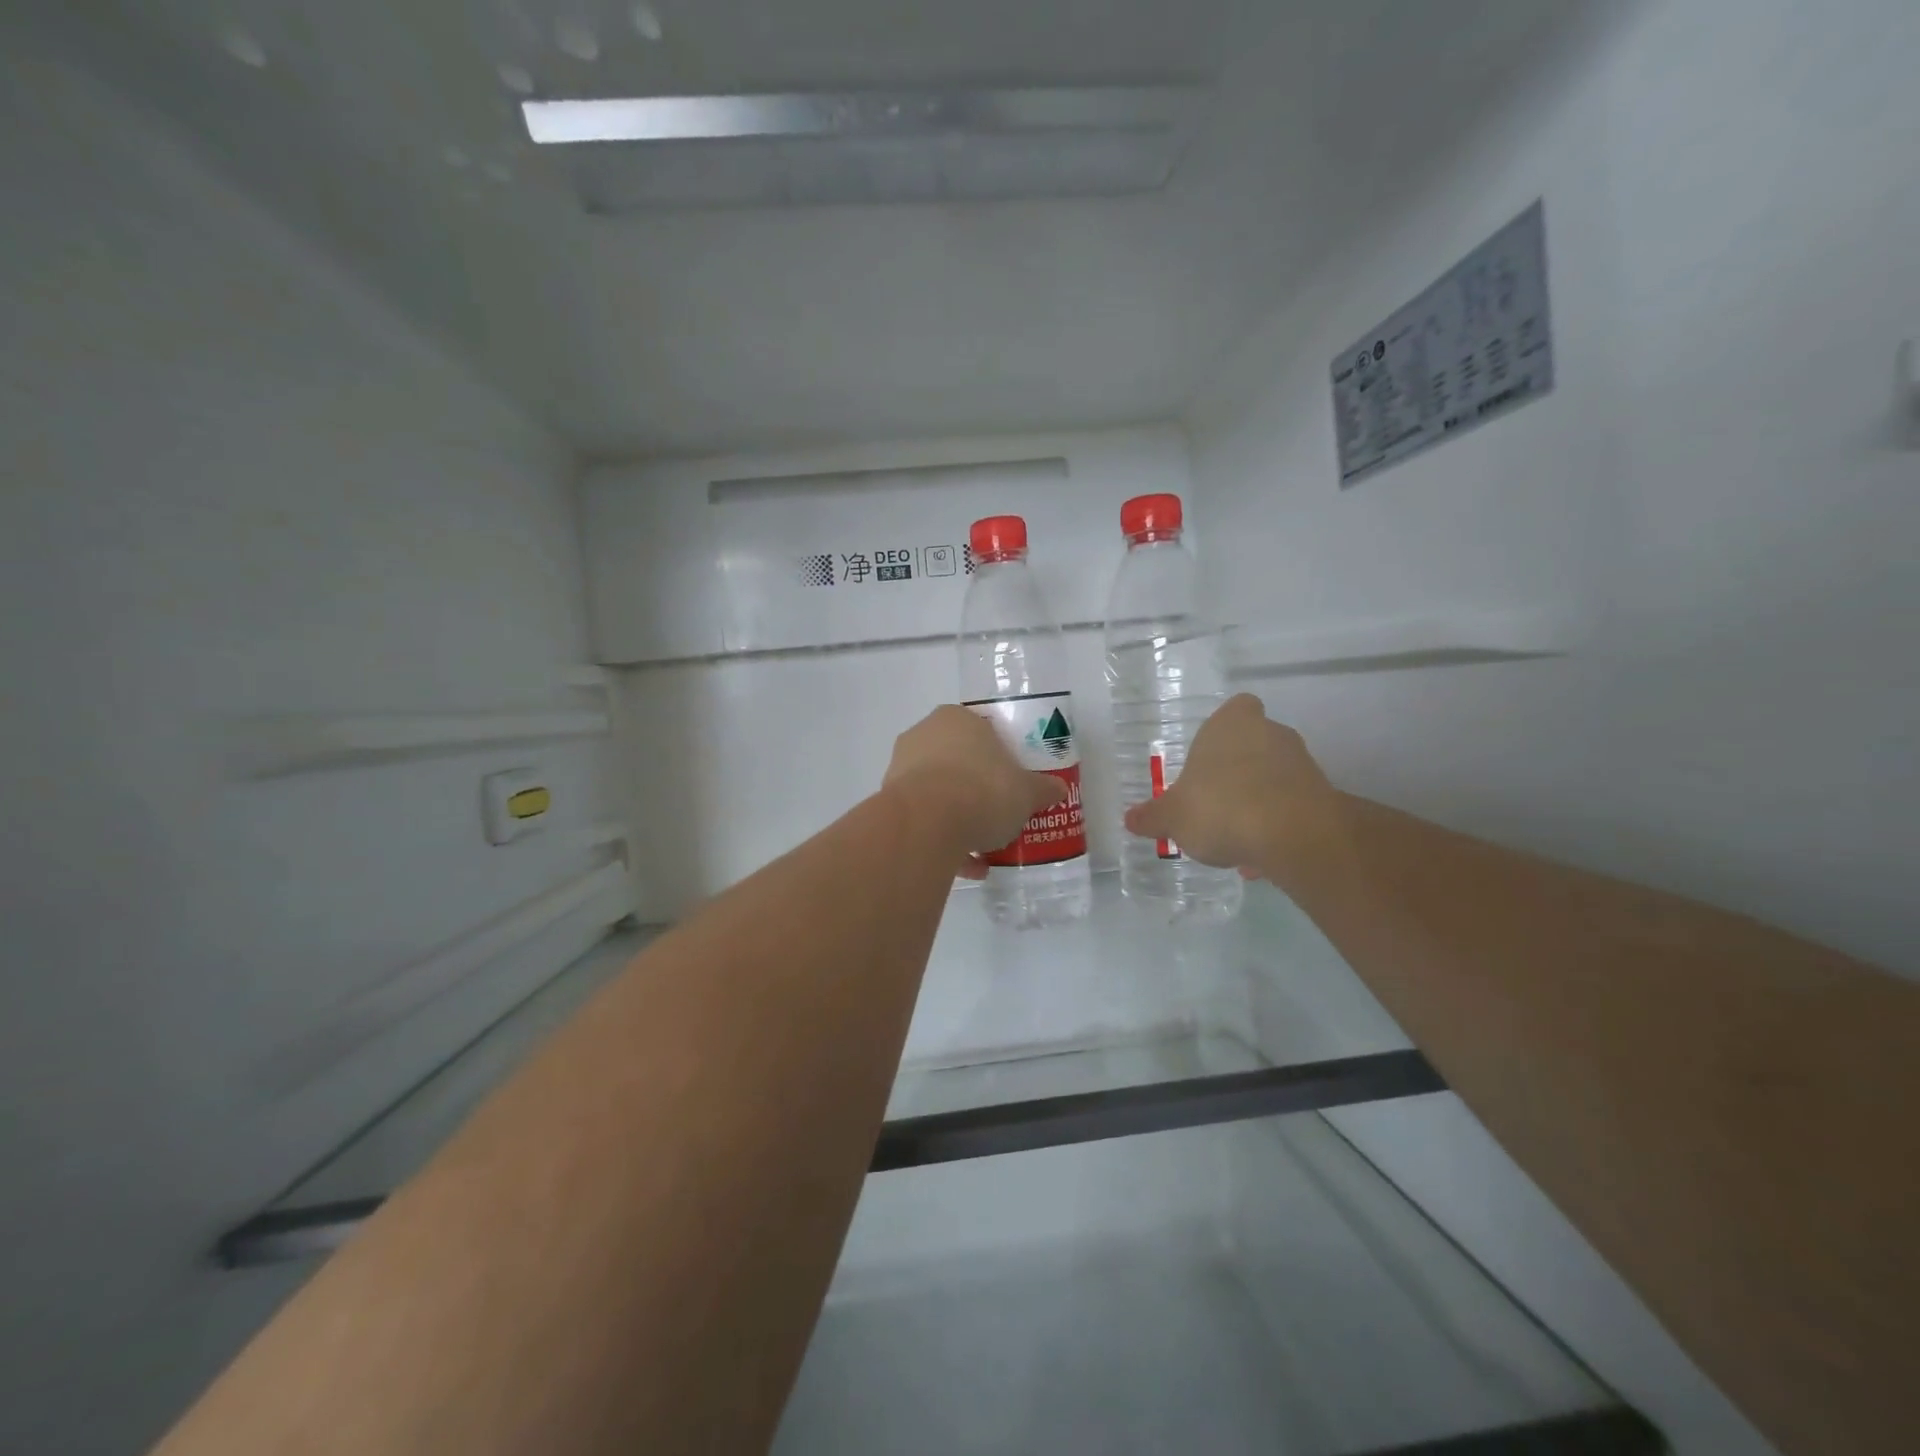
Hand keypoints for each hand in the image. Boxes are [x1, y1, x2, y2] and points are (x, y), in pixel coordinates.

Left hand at [884, 706, 1068, 879]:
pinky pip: (923, 820)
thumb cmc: (982, 790)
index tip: (1011, 781)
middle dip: (976, 788)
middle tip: (999, 812)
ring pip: (938, 792)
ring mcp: (901, 769)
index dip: (998, 756)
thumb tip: (1058, 789)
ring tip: (985, 848)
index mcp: (956, 719)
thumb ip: (1042, 789)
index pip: (981, 730)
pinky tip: (968, 867)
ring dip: (959, 818)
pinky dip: (944, 840)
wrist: (927, 824)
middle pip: (957, 762)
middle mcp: (922, 736)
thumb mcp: (1026, 791)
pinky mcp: (888, 803)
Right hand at [1123, 694, 1342, 881]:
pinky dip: (1278, 824)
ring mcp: (1302, 763)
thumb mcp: (1173, 817)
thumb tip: (1131, 819)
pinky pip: (1292, 806)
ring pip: (1275, 776)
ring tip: (1235, 836)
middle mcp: (1270, 733)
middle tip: (1215, 799)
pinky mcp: (1323, 795)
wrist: (1293, 836)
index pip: (1236, 708)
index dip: (1224, 729)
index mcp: (1231, 724)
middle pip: (1255, 743)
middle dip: (1239, 769)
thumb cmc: (1221, 807)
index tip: (1209, 756)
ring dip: (1259, 799)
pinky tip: (1259, 855)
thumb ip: (1153, 817)